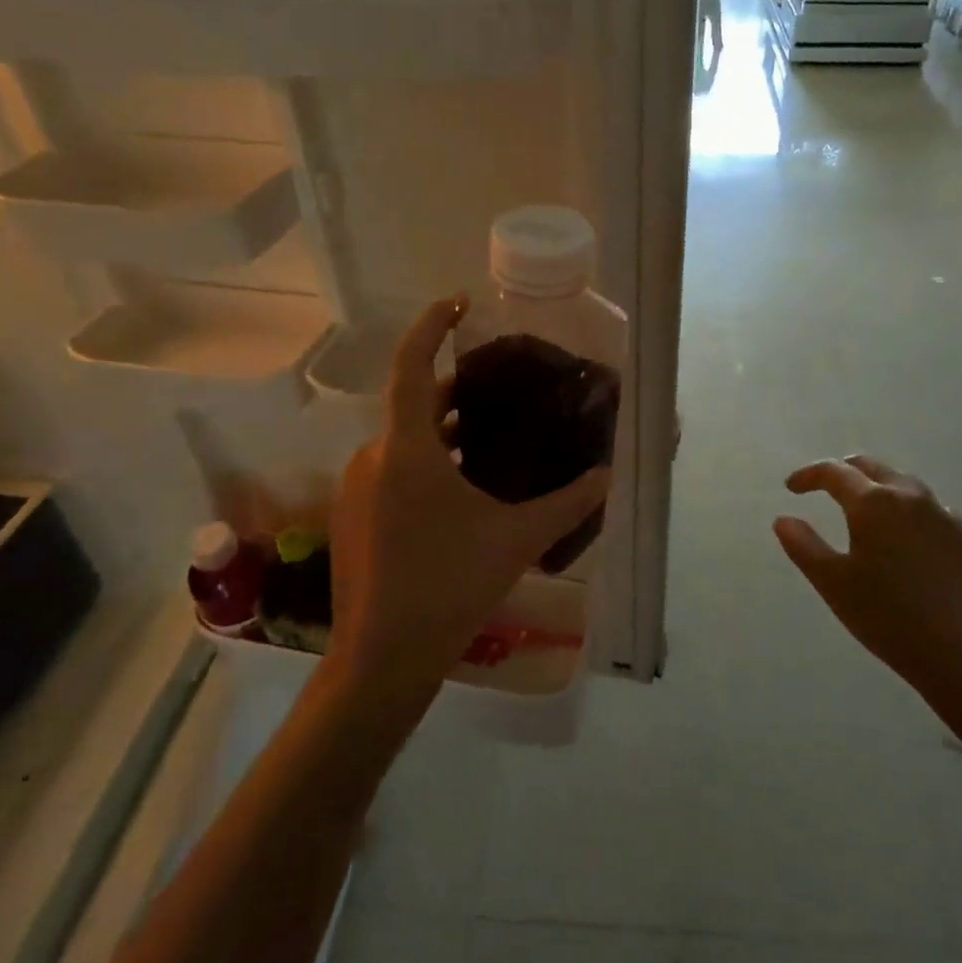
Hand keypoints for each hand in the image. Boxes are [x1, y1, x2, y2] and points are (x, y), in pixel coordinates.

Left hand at [327, 295, 610, 702]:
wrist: (381, 659)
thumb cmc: (449, 586)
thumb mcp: (517, 539)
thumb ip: (568, 504)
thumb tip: (608, 475)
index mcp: (406, 448)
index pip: (411, 363)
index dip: (431, 324)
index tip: (458, 303)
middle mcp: (373, 457)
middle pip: (411, 403)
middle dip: (452, 389)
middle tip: (496, 386)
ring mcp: (356, 488)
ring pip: (402, 441)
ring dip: (440, 431)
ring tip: (486, 436)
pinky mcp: (353, 517)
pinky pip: (391, 469)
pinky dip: (423, 461)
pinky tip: (458, 490)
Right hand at [774, 455, 961, 715]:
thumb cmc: (886, 616)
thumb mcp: (832, 583)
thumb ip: (803, 545)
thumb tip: (783, 520)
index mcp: (873, 502)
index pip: (834, 472)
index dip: (808, 475)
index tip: (791, 487)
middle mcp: (910, 497)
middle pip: (872, 467)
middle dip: (844, 471)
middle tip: (825, 488)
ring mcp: (945, 515)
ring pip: (905, 485)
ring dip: (879, 487)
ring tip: (866, 508)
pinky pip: (933, 510)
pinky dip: (911, 512)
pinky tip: (908, 536)